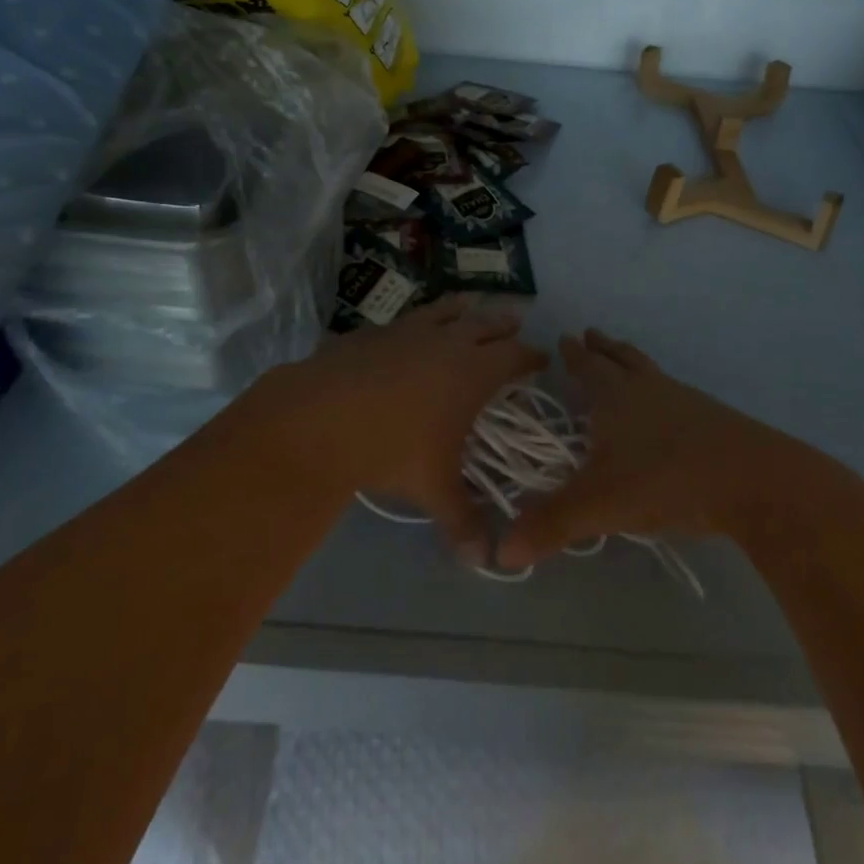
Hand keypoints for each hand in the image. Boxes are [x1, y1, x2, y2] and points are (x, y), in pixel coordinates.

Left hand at [259, 295, 545, 560]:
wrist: (321, 418)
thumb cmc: (392, 449)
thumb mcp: (432, 489)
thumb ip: (461, 521)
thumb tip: (482, 561)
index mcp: (473, 372)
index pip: (515, 355)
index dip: (531, 356)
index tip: (542, 358)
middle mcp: (447, 342)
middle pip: (485, 323)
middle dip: (504, 323)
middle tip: (516, 320)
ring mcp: (408, 331)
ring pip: (445, 310)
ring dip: (462, 308)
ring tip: (470, 303)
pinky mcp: (374, 331)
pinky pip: (405, 320)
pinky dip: (417, 321)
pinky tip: (409, 329)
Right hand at [496, 329, 798, 568]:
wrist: (753, 480)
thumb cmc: (666, 480)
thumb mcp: (600, 505)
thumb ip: (552, 525)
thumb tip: (501, 553)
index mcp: (615, 398)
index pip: (588, 368)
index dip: (574, 355)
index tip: (565, 337)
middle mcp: (648, 389)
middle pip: (621, 359)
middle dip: (603, 348)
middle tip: (591, 334)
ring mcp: (685, 400)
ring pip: (651, 372)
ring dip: (633, 363)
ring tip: (626, 361)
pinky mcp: (713, 419)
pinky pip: (677, 394)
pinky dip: (662, 392)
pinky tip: (668, 410)